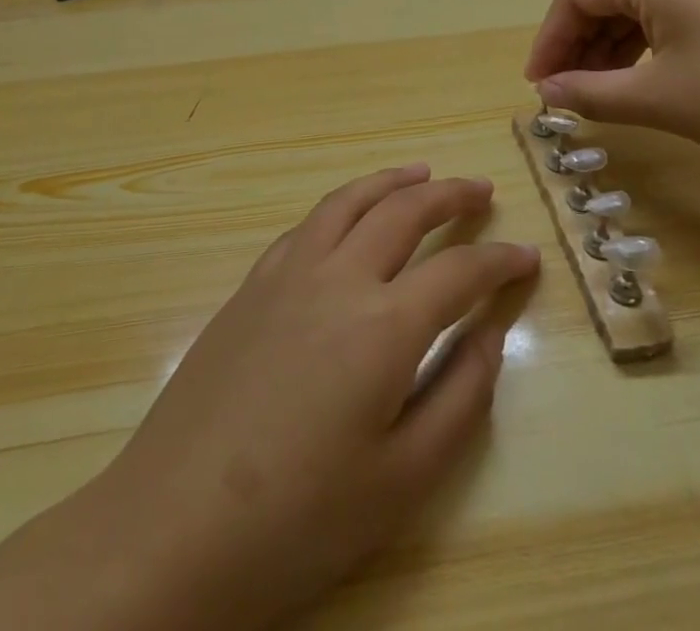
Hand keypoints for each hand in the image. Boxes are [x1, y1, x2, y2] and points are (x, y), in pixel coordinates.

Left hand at [0, 167, 540, 630]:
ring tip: (422, 173)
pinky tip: (350, 214)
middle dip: (451, 195)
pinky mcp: (252, 283)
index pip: (459, 271)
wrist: (173, 527)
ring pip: (351, 200)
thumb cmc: (298, 519)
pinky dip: (343, 203)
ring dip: (392, 181)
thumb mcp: (402, 482)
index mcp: (383, 325)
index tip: (527, 255)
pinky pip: (308, 222)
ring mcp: (288, 272)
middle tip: (481, 190)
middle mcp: (339, 277)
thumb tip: (490, 333)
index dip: (499, 260)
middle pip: (405, 211)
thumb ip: (460, 398)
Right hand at [524, 0, 699, 176]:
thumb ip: (592, 92)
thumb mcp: (659, 100)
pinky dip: (640, 45)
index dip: (550, 37)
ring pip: (635, 5)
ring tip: (594, 90)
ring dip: (606, 45)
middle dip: (576, 41)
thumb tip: (547, 92)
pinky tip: (636, 78)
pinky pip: (666, 15)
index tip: (538, 83)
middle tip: (561, 90)